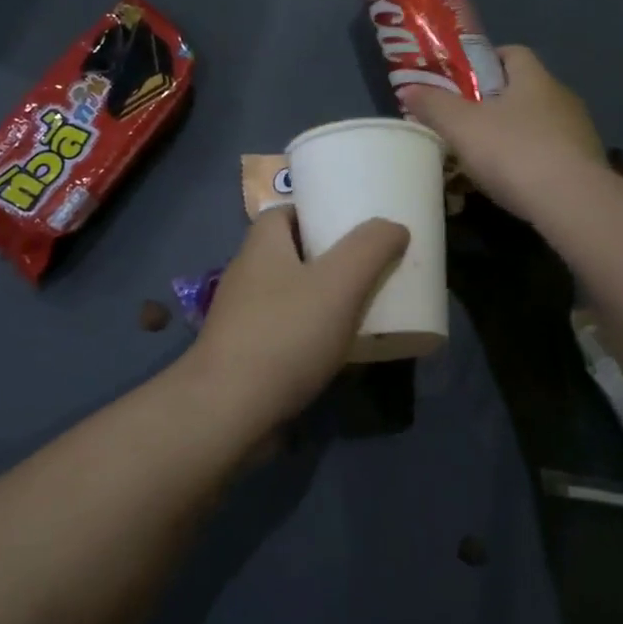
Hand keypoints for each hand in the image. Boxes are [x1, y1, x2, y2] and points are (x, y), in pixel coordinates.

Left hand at [187, 207, 409, 432]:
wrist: (228, 410)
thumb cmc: (285, 334)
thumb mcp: (340, 283)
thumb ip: (370, 248)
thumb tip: (394, 227)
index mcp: (261, 246)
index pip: (285, 213)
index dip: (317, 213)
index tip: (352, 226)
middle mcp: (246, 275)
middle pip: (290, 254)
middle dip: (327, 258)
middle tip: (367, 268)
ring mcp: (242, 318)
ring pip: (289, 296)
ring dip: (321, 300)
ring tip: (361, 308)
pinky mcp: (244, 356)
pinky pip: (285, 333)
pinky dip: (310, 336)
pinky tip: (338, 351)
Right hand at [401, 46, 604, 221]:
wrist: (572, 202)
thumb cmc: (513, 152)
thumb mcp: (461, 127)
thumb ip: (433, 105)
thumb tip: (408, 88)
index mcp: (534, 79)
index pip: (512, 53)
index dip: (486, 60)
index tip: (462, 79)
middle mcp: (562, 97)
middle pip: (525, 89)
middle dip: (495, 102)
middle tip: (466, 121)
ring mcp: (579, 132)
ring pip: (539, 124)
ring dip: (515, 134)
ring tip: (486, 157)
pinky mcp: (586, 165)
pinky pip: (552, 154)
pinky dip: (531, 161)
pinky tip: (514, 183)